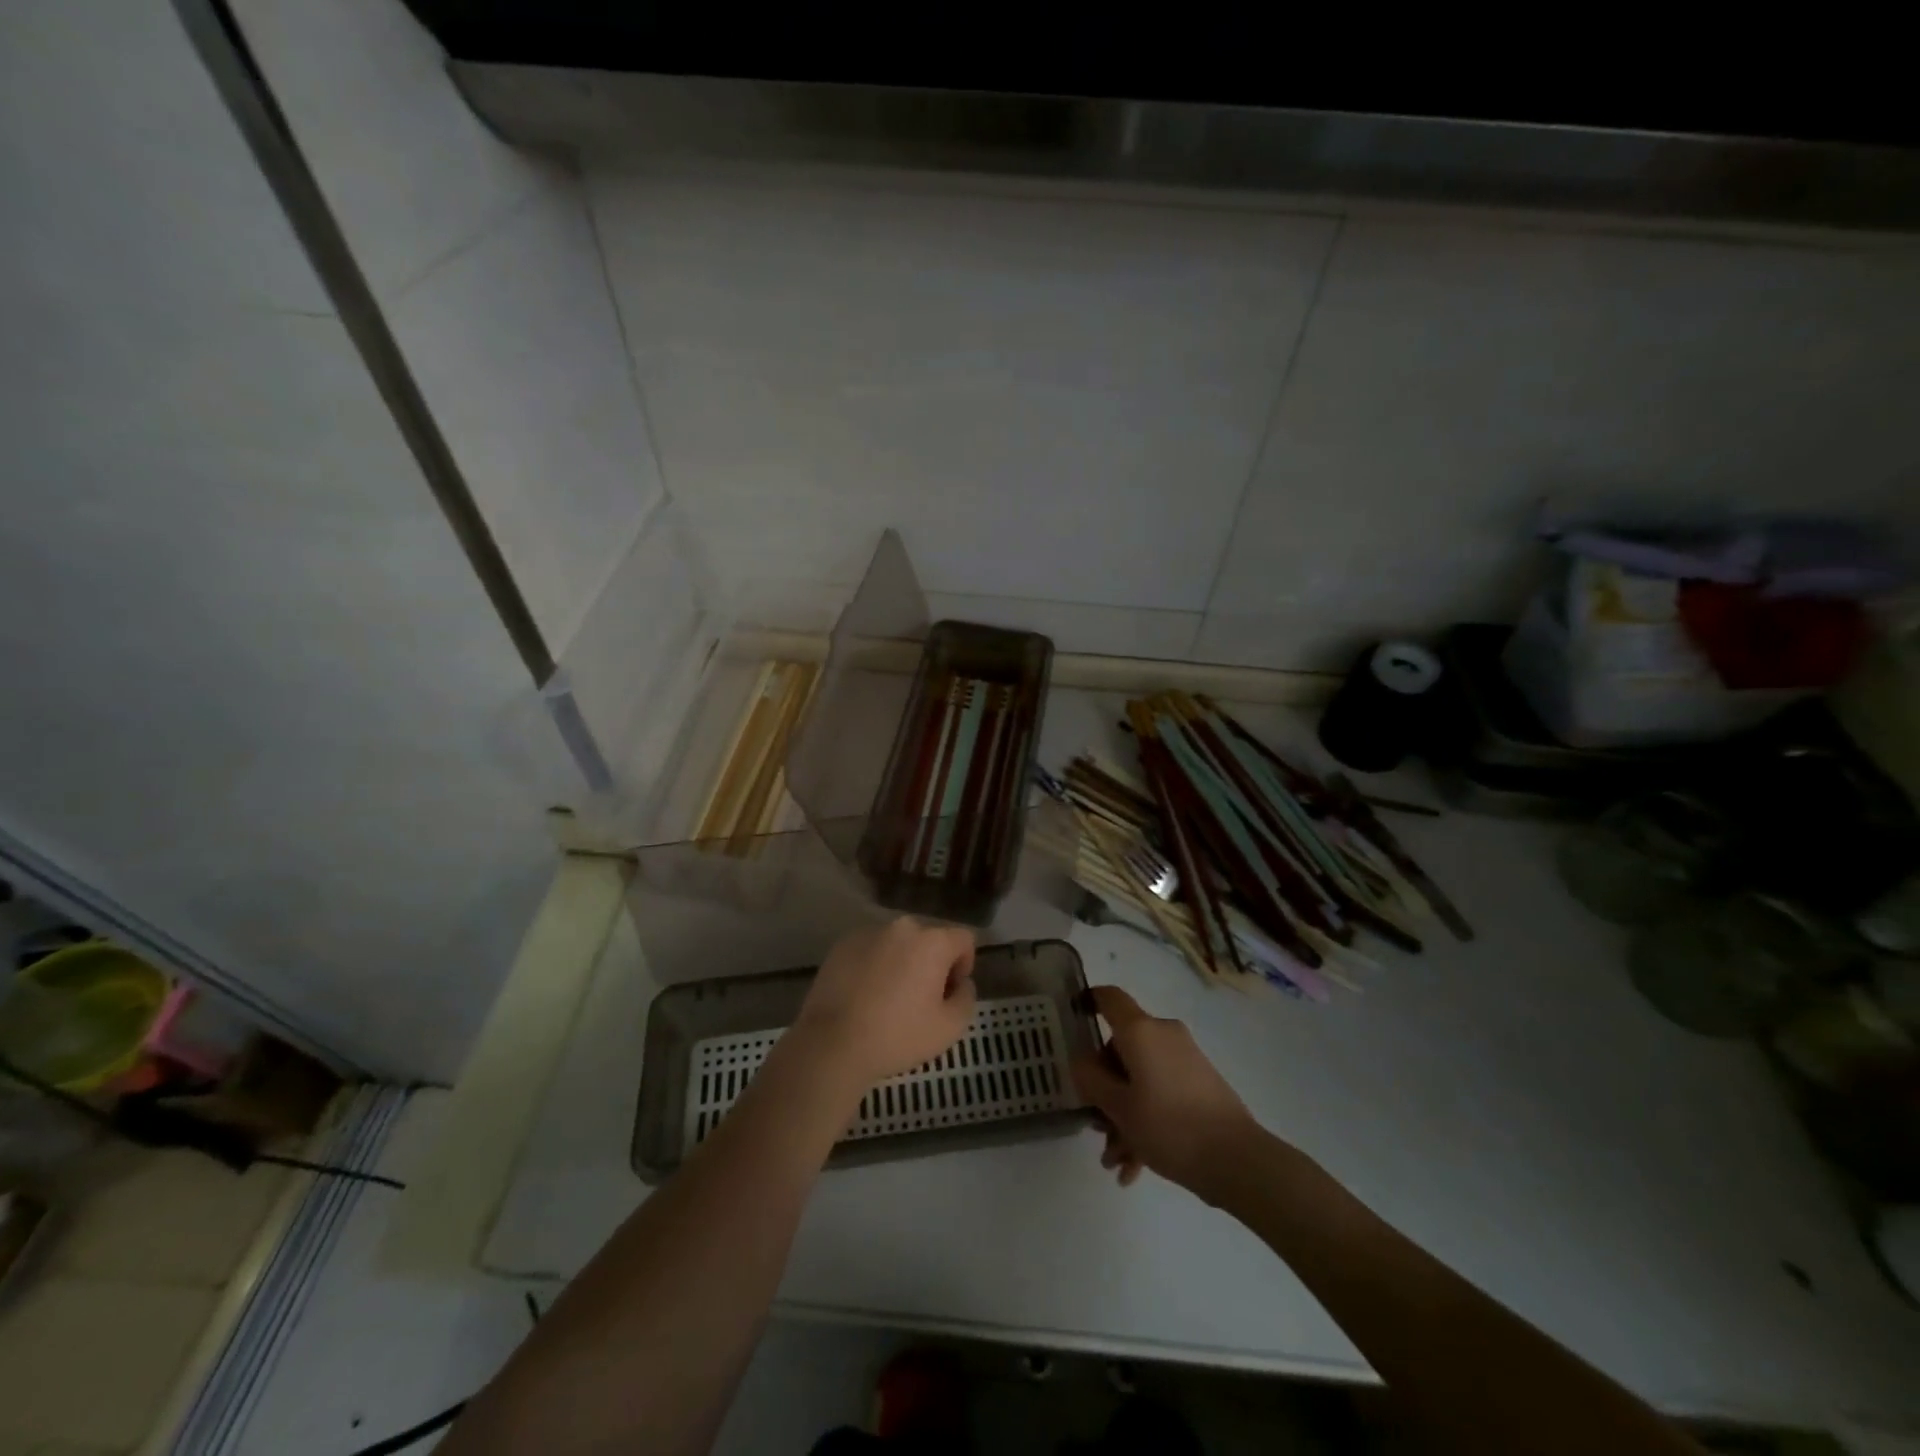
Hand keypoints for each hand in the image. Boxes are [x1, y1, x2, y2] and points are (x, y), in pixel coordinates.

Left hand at [791, 918, 976, 1090]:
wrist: (832, 1043)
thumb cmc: (897, 1035)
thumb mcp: (950, 1028)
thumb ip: (967, 997)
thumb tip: (961, 983)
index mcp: (932, 941)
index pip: (964, 939)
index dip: (964, 965)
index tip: (949, 993)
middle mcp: (902, 927)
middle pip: (930, 939)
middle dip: (932, 963)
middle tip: (920, 999)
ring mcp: (868, 932)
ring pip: (898, 943)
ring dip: (902, 962)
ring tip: (889, 998)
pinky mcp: (842, 944)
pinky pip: (871, 949)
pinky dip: (875, 965)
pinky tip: (865, 995)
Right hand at [1071, 986, 1262, 1199]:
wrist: (1237, 1160)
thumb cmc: (1169, 1126)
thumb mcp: (1118, 1107)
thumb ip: (1091, 1079)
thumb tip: (1083, 1061)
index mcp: (1141, 1031)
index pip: (1109, 998)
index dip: (1088, 1001)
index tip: (1073, 1020)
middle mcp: (1163, 1035)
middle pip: (1122, 1048)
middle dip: (1105, 1088)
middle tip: (1097, 1126)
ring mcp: (1185, 1059)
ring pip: (1140, 1078)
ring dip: (1124, 1115)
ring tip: (1117, 1160)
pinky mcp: (1200, 1083)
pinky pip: (1161, 1091)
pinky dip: (1146, 1120)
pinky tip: (1136, 1166)